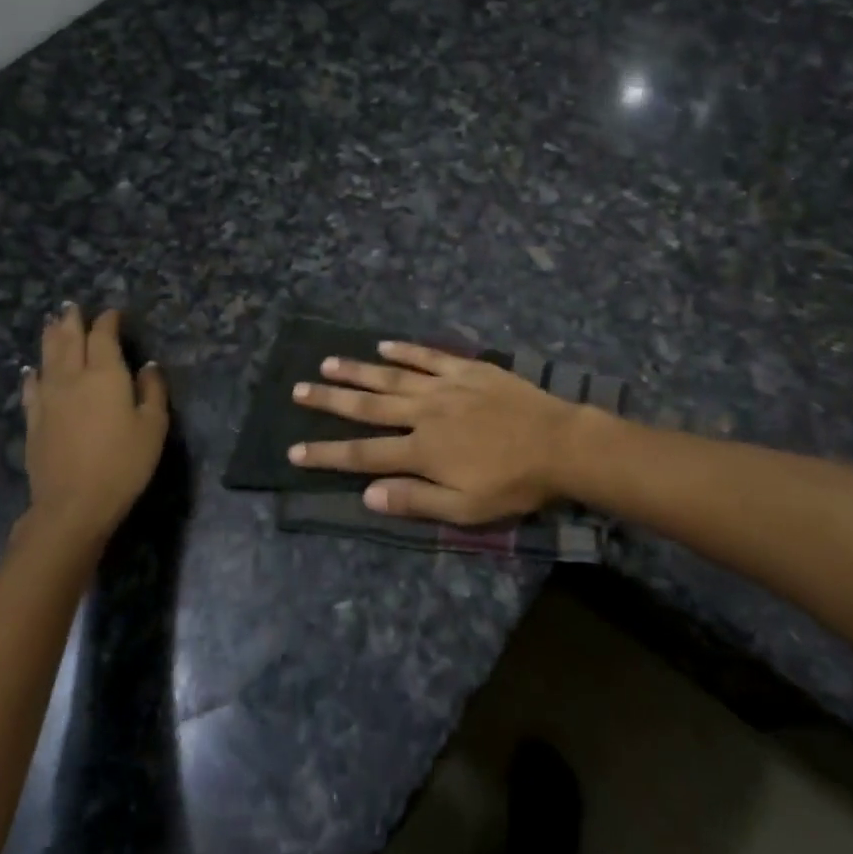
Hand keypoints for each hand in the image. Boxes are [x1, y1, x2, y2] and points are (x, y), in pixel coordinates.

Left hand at [20, 306, 167, 544]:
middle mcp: (73, 378)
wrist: (73, 505)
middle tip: (72, 306)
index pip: (103, 337)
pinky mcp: (33, 421)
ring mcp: (48, 399)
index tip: (112, 313)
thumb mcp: (153, 427)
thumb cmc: (123, 464)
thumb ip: (152, 392)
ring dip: (50, 338)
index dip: (107, 321)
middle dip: (72, 321)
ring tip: (51, 323)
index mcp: (106, 375)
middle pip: (69, 341)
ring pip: (47, 359)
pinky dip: (32, 374)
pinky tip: (31, 370)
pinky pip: (31, 388)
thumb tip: (148, 366)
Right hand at [288, 342, 583, 524]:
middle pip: (367, 406)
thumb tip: (367, 495)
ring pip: (391, 376)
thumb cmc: (513, 483)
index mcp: (421, 451)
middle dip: (330, 400)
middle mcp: (423, 413)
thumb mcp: (465, 508)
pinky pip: (428, 356)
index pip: (363, 454)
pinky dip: (405, 351)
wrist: (558, 443)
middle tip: (298, 390)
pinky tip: (384, 345)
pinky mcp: (467, 369)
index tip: (294, 451)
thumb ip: (415, 500)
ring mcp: (444, 386)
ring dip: (357, 370)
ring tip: (327, 363)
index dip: (327, 454)